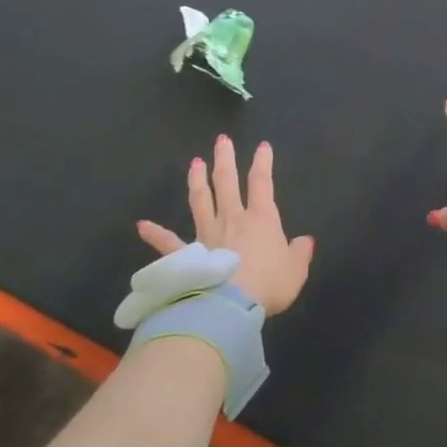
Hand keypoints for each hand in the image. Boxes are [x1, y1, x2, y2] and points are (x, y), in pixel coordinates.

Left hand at [136, 135, 314, 314]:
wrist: (230, 306)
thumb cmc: (268, 285)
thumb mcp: (295, 270)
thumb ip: (299, 253)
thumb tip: (305, 241)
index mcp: (261, 219)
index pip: (262, 182)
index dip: (263, 163)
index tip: (262, 146)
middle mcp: (232, 219)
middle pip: (227, 182)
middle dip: (225, 159)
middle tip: (222, 140)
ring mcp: (206, 235)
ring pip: (201, 201)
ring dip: (198, 181)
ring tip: (195, 163)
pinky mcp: (186, 255)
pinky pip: (168, 243)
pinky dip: (155, 234)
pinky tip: (142, 225)